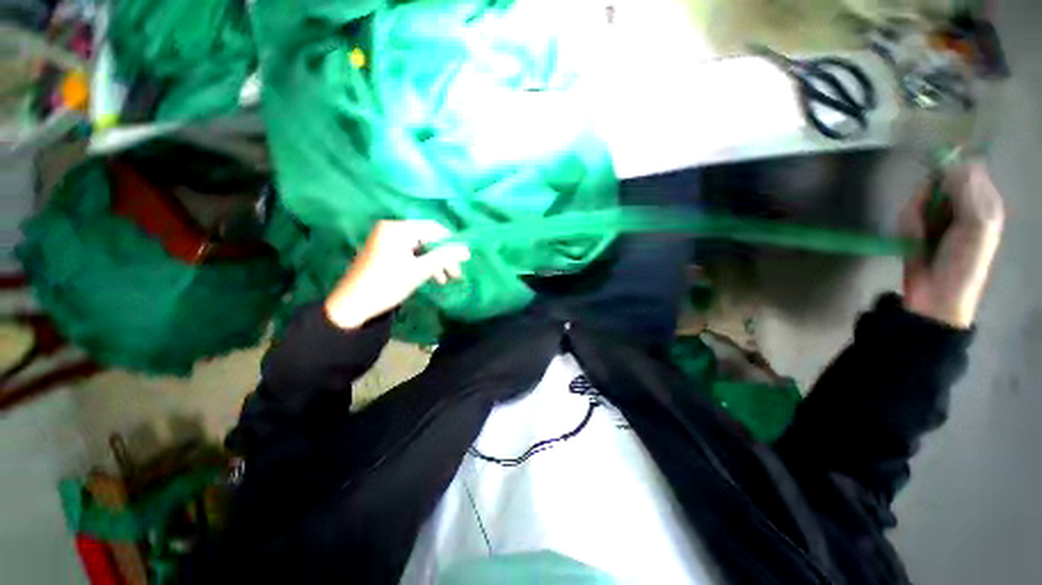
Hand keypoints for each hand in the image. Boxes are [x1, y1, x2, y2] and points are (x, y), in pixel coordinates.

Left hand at [324, 221, 470, 329]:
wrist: (352, 305)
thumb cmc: (387, 285)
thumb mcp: (419, 271)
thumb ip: (444, 257)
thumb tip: (467, 250)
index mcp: (398, 228)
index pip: (433, 229)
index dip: (451, 243)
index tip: (463, 260)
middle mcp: (391, 229)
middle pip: (427, 238)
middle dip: (443, 256)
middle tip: (456, 274)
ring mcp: (387, 240)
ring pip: (420, 247)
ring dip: (435, 262)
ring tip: (445, 280)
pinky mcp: (385, 251)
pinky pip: (410, 253)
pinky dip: (422, 263)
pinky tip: (433, 277)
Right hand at [899, 161, 1004, 328]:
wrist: (936, 295)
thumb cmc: (963, 263)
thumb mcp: (976, 224)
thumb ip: (968, 191)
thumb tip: (949, 163)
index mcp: (983, 201)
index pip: (966, 168)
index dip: (950, 170)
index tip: (939, 182)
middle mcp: (962, 204)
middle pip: (938, 181)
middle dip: (929, 197)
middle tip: (931, 218)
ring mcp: (939, 217)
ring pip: (919, 198)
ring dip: (916, 216)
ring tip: (922, 235)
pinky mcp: (917, 228)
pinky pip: (907, 215)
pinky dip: (907, 226)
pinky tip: (913, 240)